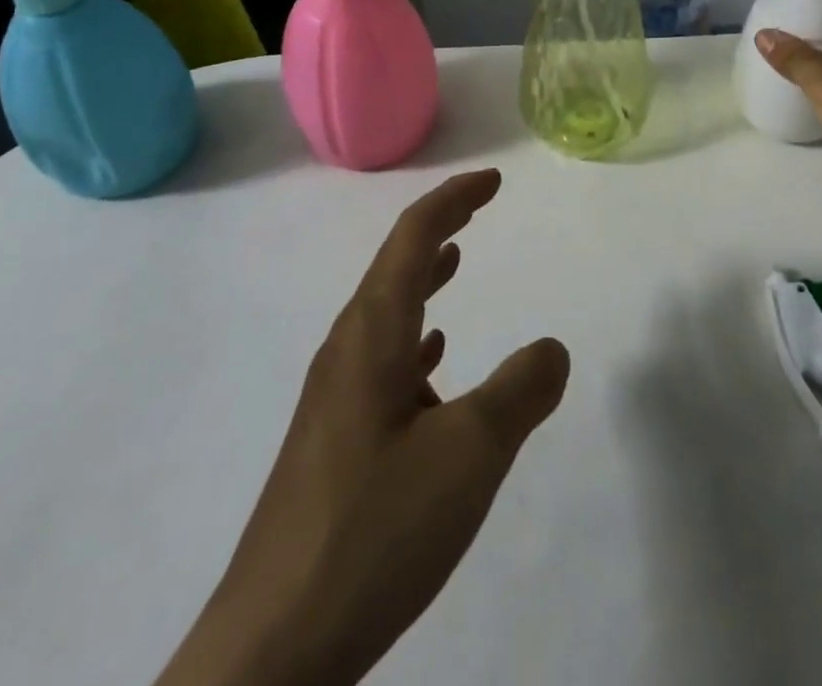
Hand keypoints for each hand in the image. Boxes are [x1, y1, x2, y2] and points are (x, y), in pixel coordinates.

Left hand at [157, 170, 569, 685]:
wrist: (269, 655)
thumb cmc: (372, 531)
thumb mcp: (469, 454)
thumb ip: (520, 391)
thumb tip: (552, 349)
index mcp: (372, 336)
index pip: (413, 238)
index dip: (454, 200)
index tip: (493, 182)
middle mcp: (346, 353)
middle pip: (394, 266)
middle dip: (439, 228)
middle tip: (478, 210)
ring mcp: (334, 400)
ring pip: (386, 313)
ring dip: (423, 278)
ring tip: (455, 261)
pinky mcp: (333, 443)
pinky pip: (380, 360)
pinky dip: (414, 337)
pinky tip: (432, 362)